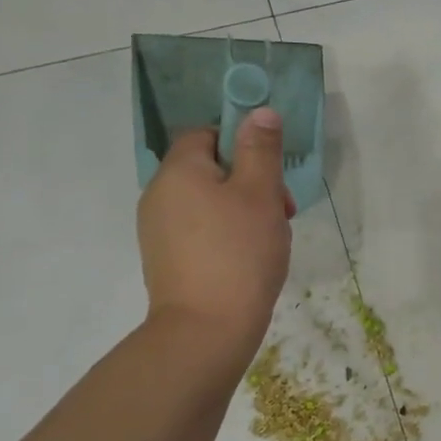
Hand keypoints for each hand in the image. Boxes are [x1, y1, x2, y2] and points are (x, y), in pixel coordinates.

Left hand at [137, 110, 294, 358]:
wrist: (207, 328)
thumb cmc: (239, 251)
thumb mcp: (261, 194)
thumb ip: (261, 149)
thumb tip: (259, 112)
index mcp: (178, 171)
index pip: (205, 133)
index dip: (241, 142)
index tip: (271, 170)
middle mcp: (159, 194)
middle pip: (208, 168)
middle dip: (250, 180)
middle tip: (282, 209)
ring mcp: (157, 229)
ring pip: (207, 200)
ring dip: (242, 208)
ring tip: (270, 236)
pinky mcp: (165, 258)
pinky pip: (199, 229)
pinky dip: (225, 233)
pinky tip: (249, 257)